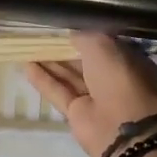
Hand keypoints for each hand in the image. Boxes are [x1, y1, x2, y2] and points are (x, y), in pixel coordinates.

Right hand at [26, 33, 156, 156]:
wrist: (122, 127)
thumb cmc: (119, 78)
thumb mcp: (103, 46)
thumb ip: (85, 38)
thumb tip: (71, 35)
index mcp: (129, 62)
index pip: (105, 46)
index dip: (85, 38)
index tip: (65, 29)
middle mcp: (114, 80)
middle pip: (85, 63)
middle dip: (65, 51)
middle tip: (41, 38)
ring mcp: (96, 99)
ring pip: (70, 77)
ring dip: (51, 64)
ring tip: (28, 49)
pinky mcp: (78, 114)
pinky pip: (59, 92)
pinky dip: (44, 80)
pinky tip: (26, 66)